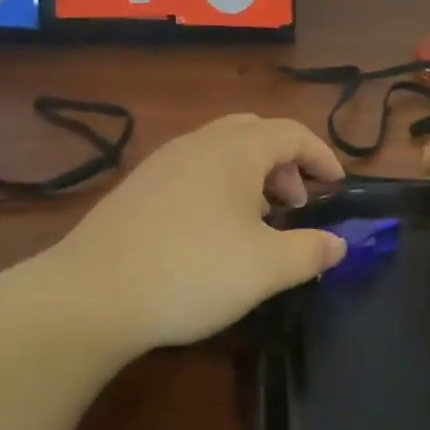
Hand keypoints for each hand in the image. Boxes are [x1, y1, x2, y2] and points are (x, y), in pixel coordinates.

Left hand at [35, 114, 347, 349]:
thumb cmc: (192, 271)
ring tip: (258, 219)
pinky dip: (219, 185)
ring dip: (252, 175)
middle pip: (256, 133)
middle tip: (297, 203)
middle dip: (285, 162)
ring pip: (222, 150)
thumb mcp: (266, 268)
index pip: (292, 133)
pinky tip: (212, 231)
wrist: (89, 296)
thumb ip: (310, 251)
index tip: (337, 186)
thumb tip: (339, 245)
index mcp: (237, 149)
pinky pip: (194, 169)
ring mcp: (164, 162)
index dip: (321, 156)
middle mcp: (201, 142)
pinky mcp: (138, 187)